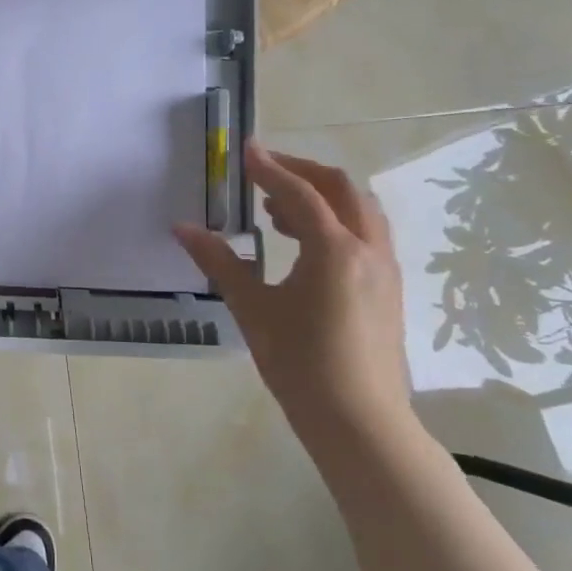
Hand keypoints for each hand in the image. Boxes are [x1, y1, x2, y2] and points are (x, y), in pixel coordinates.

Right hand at [175, 141, 412, 451]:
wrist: (359, 421)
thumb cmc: (300, 363)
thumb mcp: (252, 309)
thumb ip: (219, 262)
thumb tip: (183, 228)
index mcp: (334, 250)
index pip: (300, 193)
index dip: (270, 167)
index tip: (245, 150)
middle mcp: (368, 249)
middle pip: (342, 189)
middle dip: (302, 172)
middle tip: (264, 171)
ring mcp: (385, 269)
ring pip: (359, 210)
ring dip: (321, 197)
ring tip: (278, 210)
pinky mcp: (388, 289)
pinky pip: (366, 234)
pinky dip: (336, 221)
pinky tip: (305, 245)